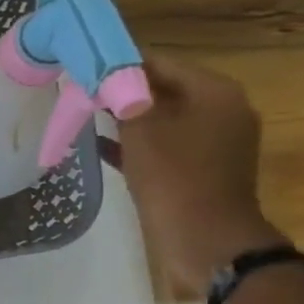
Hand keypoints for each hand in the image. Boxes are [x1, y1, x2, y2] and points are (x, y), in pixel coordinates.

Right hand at [102, 56, 283, 297]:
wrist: (206, 240)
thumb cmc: (174, 178)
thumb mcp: (141, 131)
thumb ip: (123, 98)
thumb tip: (105, 75)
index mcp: (214, 91)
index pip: (159, 63)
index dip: (119, 66)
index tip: (84, 73)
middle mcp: (222, 109)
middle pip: (163, 90)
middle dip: (122, 94)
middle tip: (81, 98)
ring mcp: (216, 141)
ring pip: (163, 119)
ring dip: (127, 121)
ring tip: (86, 121)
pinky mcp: (204, 168)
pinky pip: (166, 145)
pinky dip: (138, 145)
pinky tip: (102, 149)